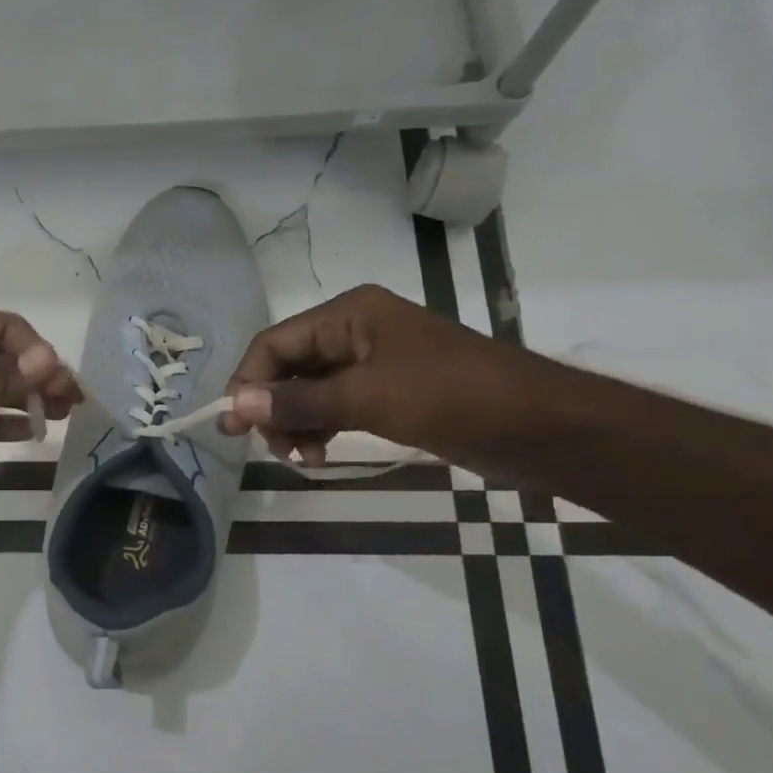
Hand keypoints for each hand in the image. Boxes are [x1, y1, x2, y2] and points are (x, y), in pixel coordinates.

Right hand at [221, 284, 542, 466]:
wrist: (540, 427)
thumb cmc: (450, 397)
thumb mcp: (366, 397)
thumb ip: (298, 401)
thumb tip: (236, 404)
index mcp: (349, 314)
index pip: (275, 343)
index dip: (248, 380)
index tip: (233, 424)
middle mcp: (355, 331)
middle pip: (289, 366)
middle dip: (273, 406)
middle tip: (271, 448)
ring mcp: (373, 363)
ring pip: (310, 390)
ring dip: (295, 423)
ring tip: (300, 458)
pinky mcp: (389, 393)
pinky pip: (336, 407)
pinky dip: (320, 429)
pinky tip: (319, 455)